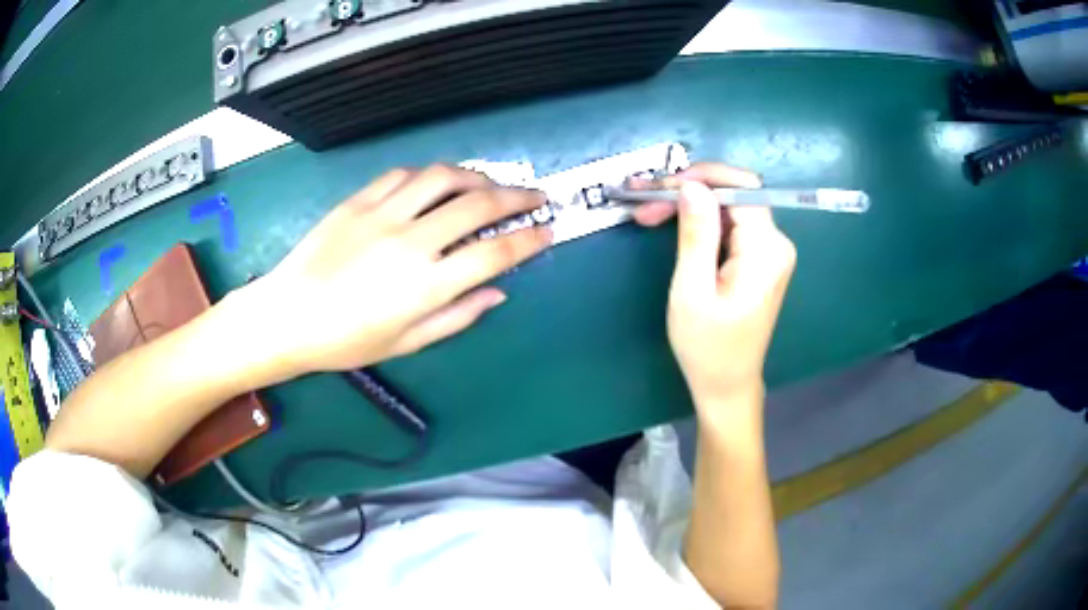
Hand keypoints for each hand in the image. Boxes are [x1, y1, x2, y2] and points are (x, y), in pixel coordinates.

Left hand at [250, 165, 551, 374]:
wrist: (288, 316)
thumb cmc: (347, 341)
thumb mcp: (408, 342)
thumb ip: (458, 316)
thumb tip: (498, 293)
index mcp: (426, 286)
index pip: (494, 253)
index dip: (529, 239)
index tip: (547, 231)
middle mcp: (411, 242)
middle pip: (478, 205)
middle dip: (517, 197)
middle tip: (535, 196)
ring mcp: (383, 215)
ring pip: (443, 178)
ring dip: (477, 176)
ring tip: (490, 183)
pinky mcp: (359, 201)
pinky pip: (404, 174)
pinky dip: (431, 174)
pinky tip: (439, 182)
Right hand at [635, 164, 795, 415]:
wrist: (727, 386)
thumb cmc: (708, 348)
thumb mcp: (692, 291)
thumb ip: (696, 235)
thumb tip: (692, 186)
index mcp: (766, 250)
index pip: (742, 187)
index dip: (702, 176)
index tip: (663, 184)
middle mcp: (775, 245)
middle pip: (733, 196)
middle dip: (689, 191)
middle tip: (645, 202)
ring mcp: (769, 253)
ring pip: (728, 209)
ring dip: (689, 206)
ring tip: (649, 213)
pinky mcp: (758, 261)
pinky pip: (729, 228)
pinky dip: (700, 223)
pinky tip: (672, 226)